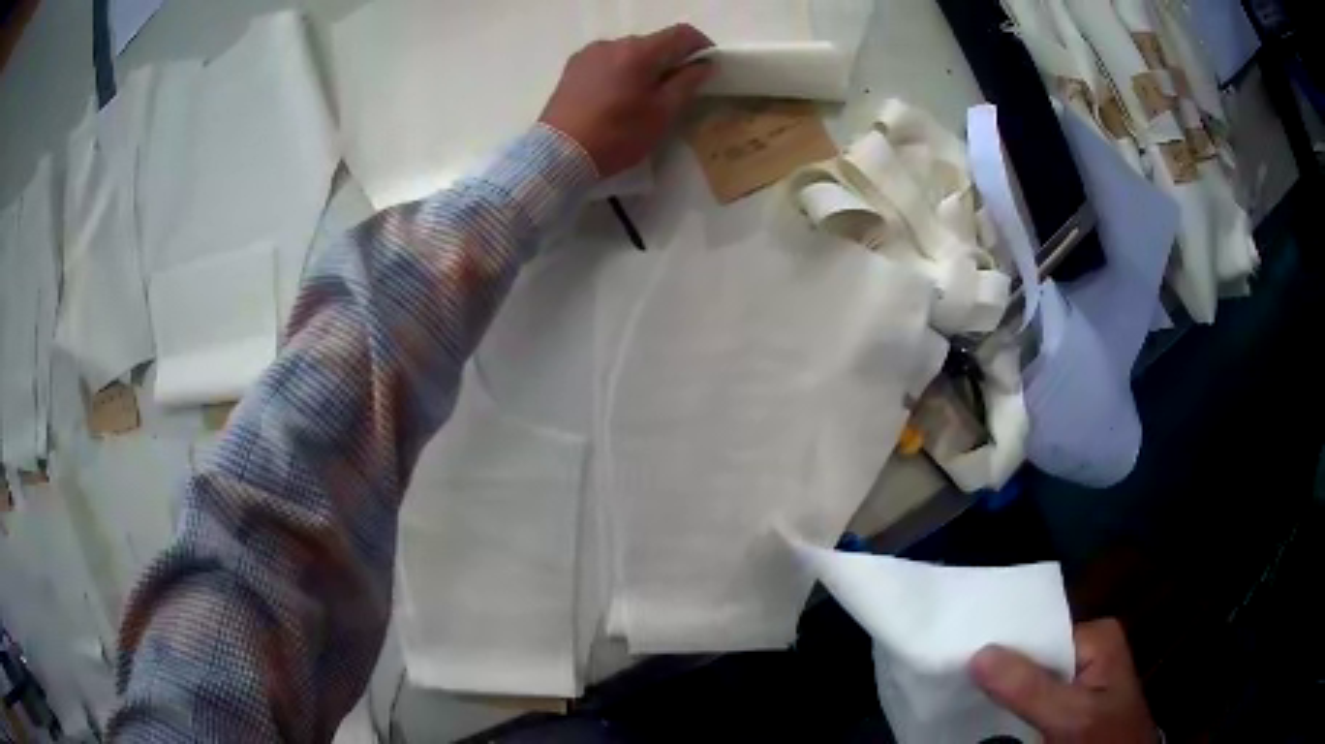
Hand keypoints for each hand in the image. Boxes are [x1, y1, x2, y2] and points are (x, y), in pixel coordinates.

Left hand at [539, 24, 714, 177]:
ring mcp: (588, 54)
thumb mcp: (661, 113)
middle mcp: (613, 43)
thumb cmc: (616, 136)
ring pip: (628, 52)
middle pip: (653, 43)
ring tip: (642, 97)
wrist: (557, 155)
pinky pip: (607, 61)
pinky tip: (616, 97)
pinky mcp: (572, 68)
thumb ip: (687, 83)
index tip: (708, 65)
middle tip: (676, 90)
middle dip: (670, 60)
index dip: (701, 45)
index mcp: (638, 51)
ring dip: (643, 67)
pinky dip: (620, 72)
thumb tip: (704, 64)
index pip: (681, 34)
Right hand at [970, 619, 1157, 742]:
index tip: (960, 658)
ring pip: (1030, 680)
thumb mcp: (1071, 715)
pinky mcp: (1071, 703)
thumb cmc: (1105, 737)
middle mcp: (1088, 649)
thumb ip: (1031, 687)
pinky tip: (990, 716)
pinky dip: (1012, 708)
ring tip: (963, 696)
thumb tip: (979, 653)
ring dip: (1003, 692)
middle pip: (1034, 655)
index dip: (1002, 647)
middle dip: (1000, 672)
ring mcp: (1079, 677)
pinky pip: (1034, 699)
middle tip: (956, 680)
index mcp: (1096, 635)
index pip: (1039, 632)